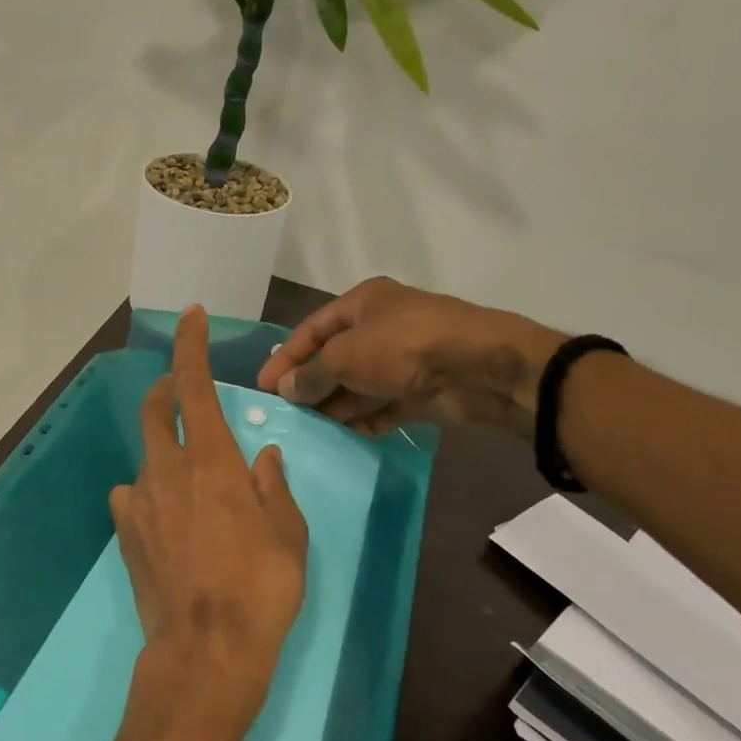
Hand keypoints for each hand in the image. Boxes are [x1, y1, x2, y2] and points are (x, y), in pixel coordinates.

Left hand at [110, 306, 309, 734]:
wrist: (206, 651)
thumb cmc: (260, 587)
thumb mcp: (288, 533)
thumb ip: (273, 486)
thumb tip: (264, 456)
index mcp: (212, 460)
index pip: (193, 384)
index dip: (191, 345)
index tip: (192, 317)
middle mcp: (168, 469)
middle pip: (156, 408)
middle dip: (166, 388)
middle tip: (183, 393)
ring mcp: (140, 501)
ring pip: (148, 456)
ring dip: (167, 452)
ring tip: (194, 484)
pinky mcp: (125, 533)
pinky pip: (134, 496)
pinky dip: (151, 493)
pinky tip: (169, 520)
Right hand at [257, 277, 566, 436]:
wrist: (477, 368)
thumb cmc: (402, 347)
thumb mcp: (345, 356)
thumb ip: (311, 374)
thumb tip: (285, 389)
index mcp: (362, 304)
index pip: (312, 329)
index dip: (285, 357)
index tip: (263, 386)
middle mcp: (380, 328)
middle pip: (334, 358)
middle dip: (310, 385)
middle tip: (285, 414)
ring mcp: (401, 361)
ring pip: (358, 385)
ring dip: (335, 406)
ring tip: (308, 431)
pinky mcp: (418, 391)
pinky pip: (382, 406)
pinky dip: (365, 420)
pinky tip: (346, 436)